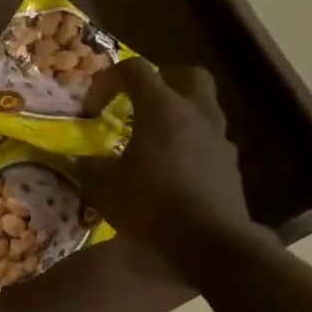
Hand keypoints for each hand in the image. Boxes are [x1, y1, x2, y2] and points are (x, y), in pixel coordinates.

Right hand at [81, 61, 270, 277]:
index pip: (135, 70)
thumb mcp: (104, 189)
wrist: (208, 241)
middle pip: (186, 74)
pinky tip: (172, 170)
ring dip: (178, 113)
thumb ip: (90, 168)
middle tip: (139, 101)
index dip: (108, 79)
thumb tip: (83, 161)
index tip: (92, 107)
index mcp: (162, 110)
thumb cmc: (150, 206)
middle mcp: (195, 114)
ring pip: (202, 107)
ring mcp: (218, 138)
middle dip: (162, 80)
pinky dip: (189, 143)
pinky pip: (208, 140)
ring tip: (154, 140)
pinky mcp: (229, 164)